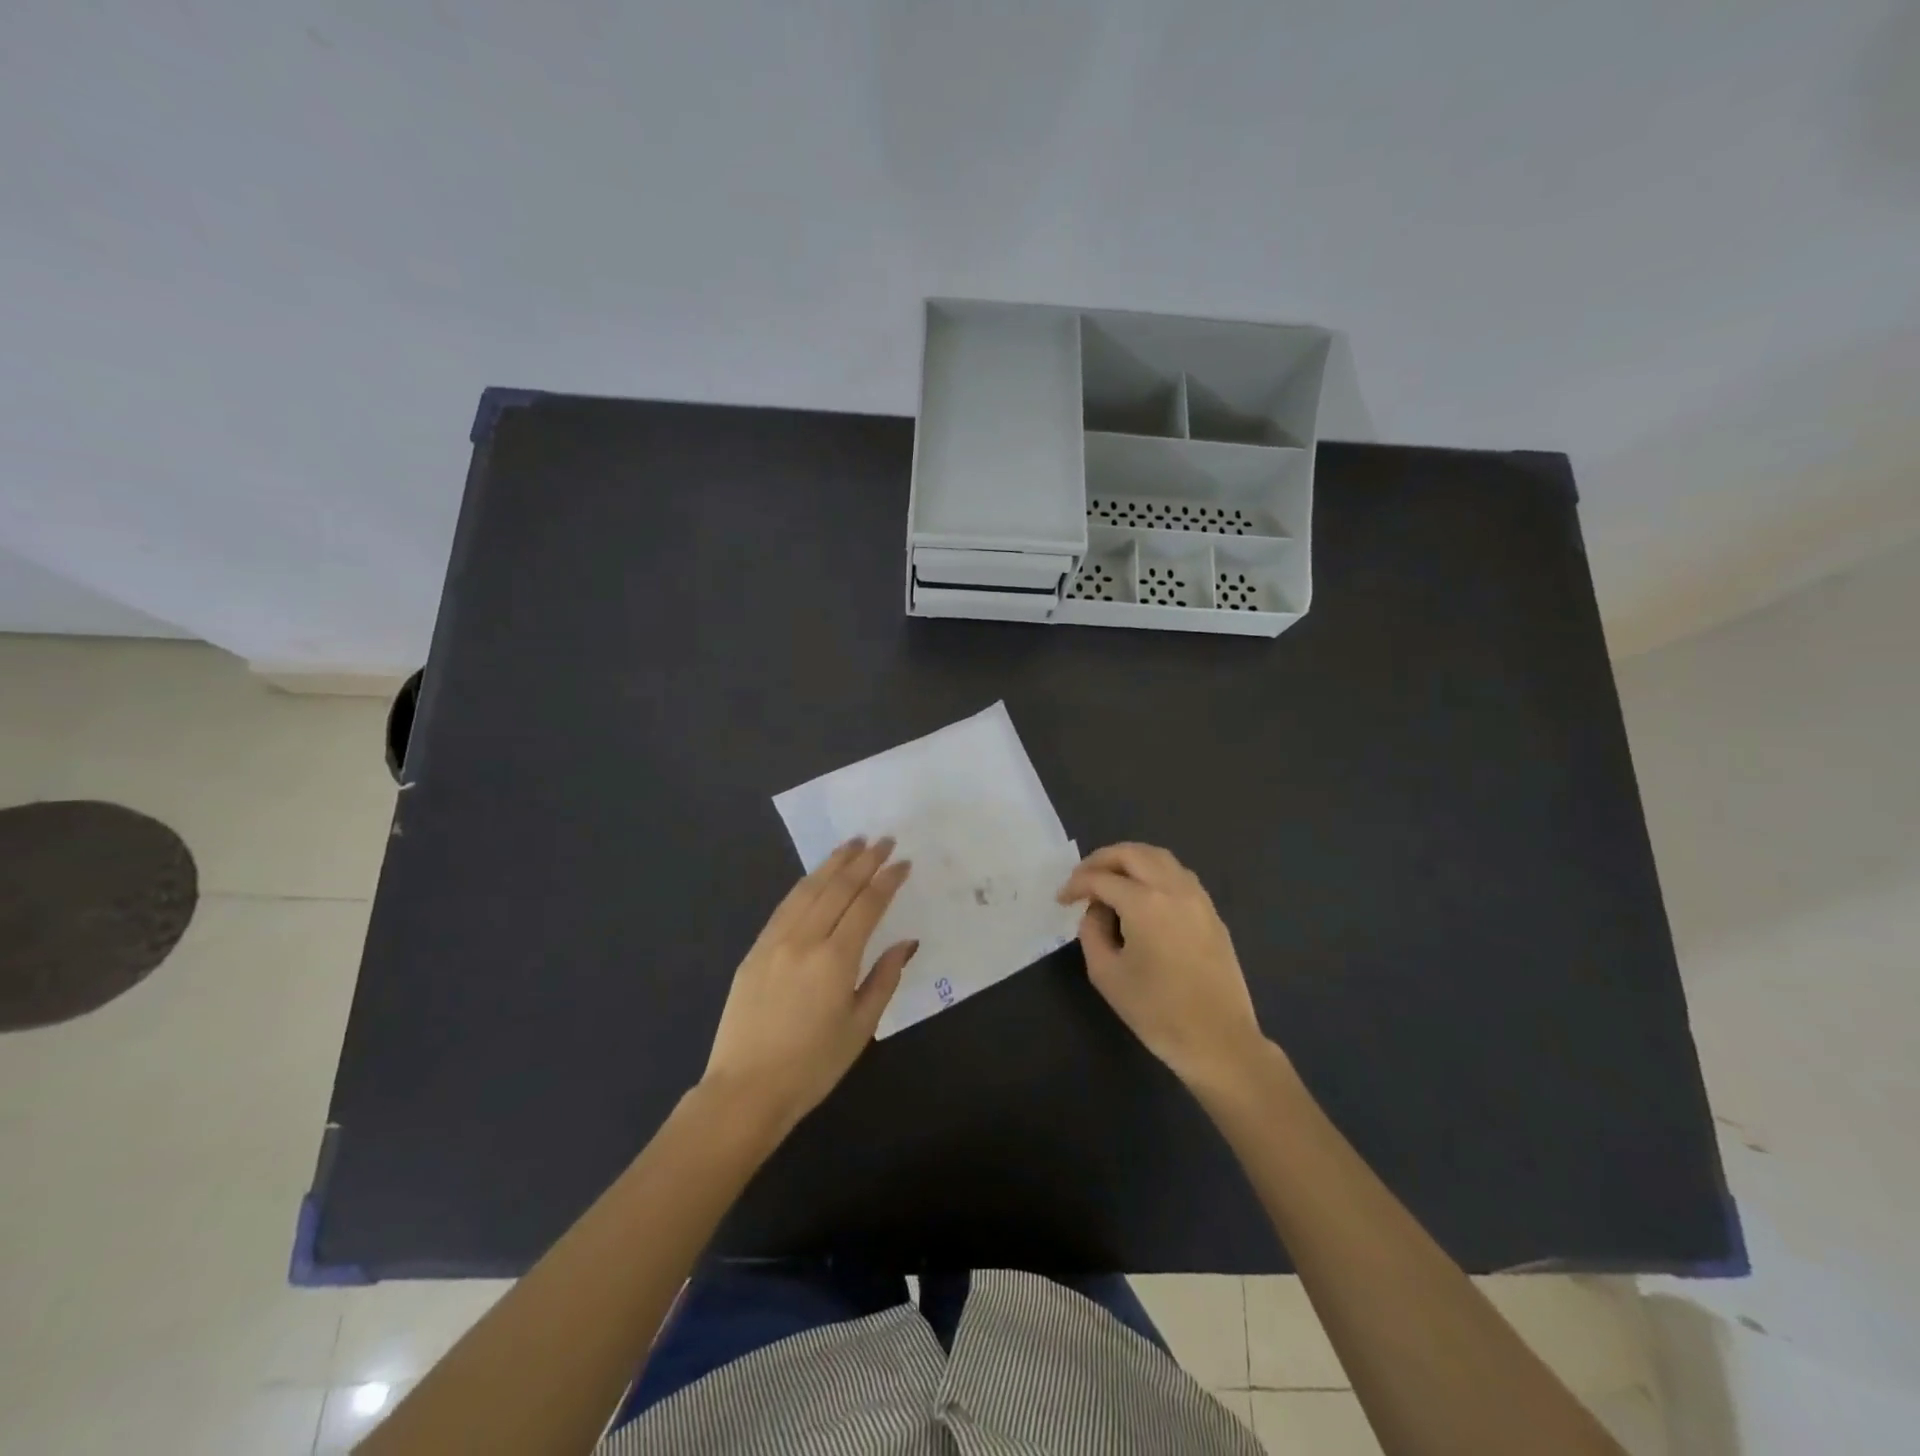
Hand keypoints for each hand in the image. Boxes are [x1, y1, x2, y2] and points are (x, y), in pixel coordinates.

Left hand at [703, 837, 914, 1130]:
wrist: (745, 1090)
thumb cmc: (812, 1066)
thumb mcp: (860, 1027)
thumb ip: (884, 979)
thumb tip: (906, 943)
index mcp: (835, 959)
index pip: (867, 905)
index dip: (887, 880)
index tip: (903, 862)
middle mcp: (804, 940)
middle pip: (838, 888)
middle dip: (864, 861)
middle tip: (883, 840)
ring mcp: (774, 941)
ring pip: (808, 889)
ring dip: (833, 863)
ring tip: (853, 843)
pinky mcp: (755, 950)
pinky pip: (785, 906)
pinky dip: (806, 885)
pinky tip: (816, 876)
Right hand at [1058, 842, 1265, 1088]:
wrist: (1218, 1040)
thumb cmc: (1156, 1011)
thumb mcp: (1106, 974)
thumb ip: (1092, 932)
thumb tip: (1097, 910)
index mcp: (1144, 902)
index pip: (1101, 878)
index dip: (1076, 884)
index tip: (1062, 899)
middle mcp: (1173, 888)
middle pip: (1132, 853)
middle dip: (1101, 860)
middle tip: (1082, 879)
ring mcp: (1197, 897)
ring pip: (1159, 857)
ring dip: (1130, 860)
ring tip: (1111, 880)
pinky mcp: (1211, 912)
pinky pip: (1178, 875)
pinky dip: (1154, 872)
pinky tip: (1142, 894)